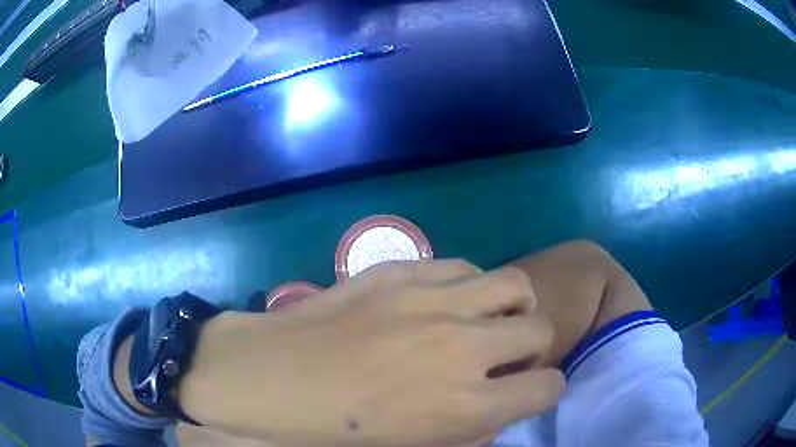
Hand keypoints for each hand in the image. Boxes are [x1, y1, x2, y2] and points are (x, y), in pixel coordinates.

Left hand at [177, 260, 563, 446]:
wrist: (269, 379)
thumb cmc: (335, 431)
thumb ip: (469, 432)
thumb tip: (496, 410)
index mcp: (466, 406)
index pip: (548, 388)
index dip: (544, 391)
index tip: (529, 390)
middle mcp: (463, 348)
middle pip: (540, 329)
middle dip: (533, 347)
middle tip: (507, 355)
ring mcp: (431, 301)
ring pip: (514, 285)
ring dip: (512, 307)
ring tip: (489, 319)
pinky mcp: (400, 272)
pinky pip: (463, 267)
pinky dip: (470, 286)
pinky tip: (447, 300)